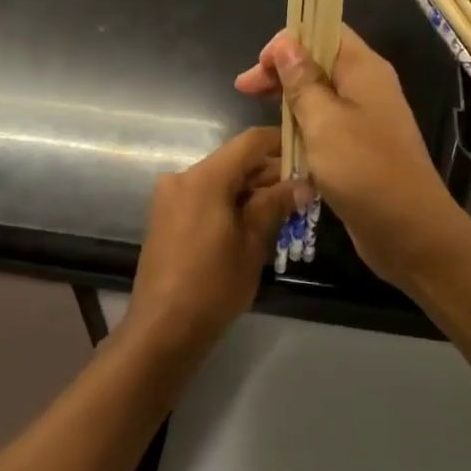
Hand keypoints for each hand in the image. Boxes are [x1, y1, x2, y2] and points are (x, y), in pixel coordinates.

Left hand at [129, 127, 304, 343]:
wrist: (162, 328)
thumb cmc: (213, 285)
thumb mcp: (252, 244)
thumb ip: (275, 205)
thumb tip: (303, 183)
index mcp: (205, 177)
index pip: (251, 142)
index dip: (281, 143)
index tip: (308, 155)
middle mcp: (183, 177)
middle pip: (234, 161)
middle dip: (269, 174)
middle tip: (303, 193)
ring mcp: (170, 197)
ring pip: (219, 180)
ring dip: (250, 191)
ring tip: (283, 213)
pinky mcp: (165, 216)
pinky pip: (204, 197)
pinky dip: (228, 202)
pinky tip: (251, 225)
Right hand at [235, 28, 469, 285]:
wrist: (409, 231)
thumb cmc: (364, 170)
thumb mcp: (323, 121)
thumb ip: (302, 81)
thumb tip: (286, 42)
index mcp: (364, 69)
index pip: (324, 30)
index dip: (288, 40)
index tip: (260, 68)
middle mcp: (368, 86)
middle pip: (319, 61)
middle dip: (281, 71)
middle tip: (244, 90)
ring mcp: (367, 118)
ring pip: (321, 95)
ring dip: (290, 100)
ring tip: (259, 114)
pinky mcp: (362, 148)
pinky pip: (327, 124)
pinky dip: (304, 126)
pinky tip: (284, 141)